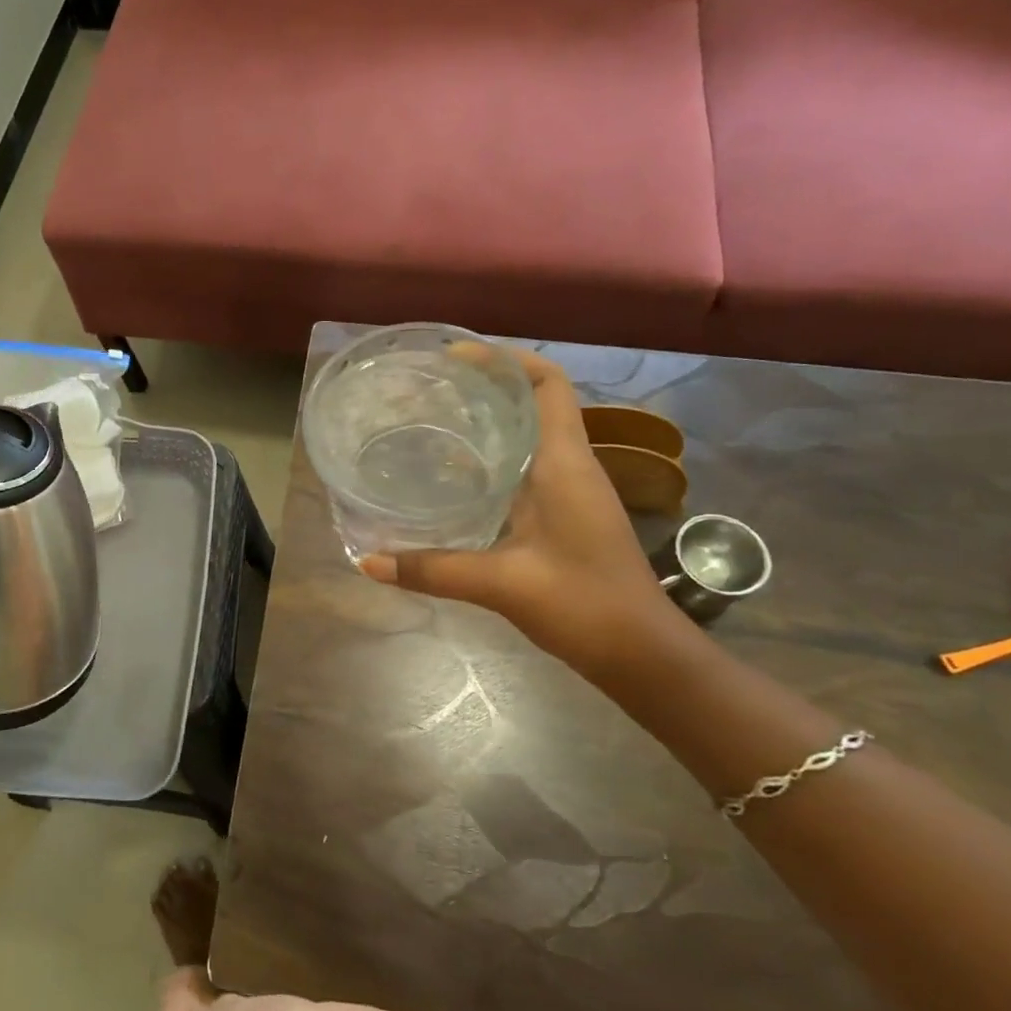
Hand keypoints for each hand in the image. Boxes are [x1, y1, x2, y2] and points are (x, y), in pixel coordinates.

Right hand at [358, 347, 675, 679]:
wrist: (642, 654)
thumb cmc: (584, 605)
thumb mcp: (501, 584)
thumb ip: (433, 570)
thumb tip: (368, 561)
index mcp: (564, 465)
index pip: (548, 385)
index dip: (507, 360)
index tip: (457, 356)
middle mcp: (571, 467)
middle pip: (535, 403)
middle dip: (487, 387)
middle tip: (430, 389)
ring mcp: (572, 493)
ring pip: (530, 437)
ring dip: (489, 423)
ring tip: (433, 423)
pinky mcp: (565, 516)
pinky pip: (527, 469)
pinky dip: (492, 461)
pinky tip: (454, 479)